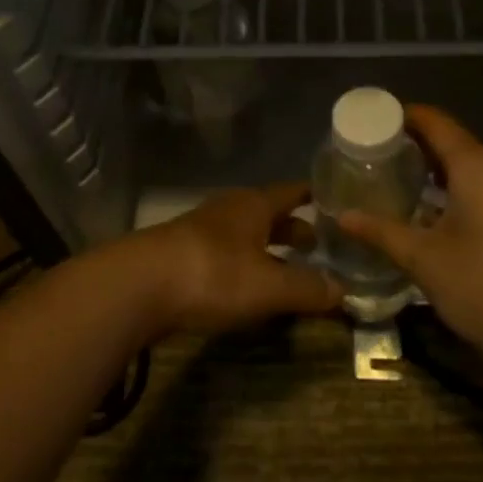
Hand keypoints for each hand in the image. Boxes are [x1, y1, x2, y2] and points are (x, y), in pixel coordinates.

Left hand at [124, 182, 340, 336]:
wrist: (137, 286)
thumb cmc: (213, 274)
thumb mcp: (268, 286)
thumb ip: (307, 288)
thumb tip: (345, 289)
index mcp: (254, 205)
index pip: (291, 192)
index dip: (313, 196)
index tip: (334, 200)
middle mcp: (229, 210)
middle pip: (267, 213)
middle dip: (292, 228)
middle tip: (318, 244)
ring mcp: (201, 230)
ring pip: (244, 234)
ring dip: (266, 247)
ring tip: (286, 266)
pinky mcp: (181, 255)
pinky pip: (224, 254)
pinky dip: (243, 264)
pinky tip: (246, 285)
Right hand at [338, 104, 482, 379]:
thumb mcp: (424, 260)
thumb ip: (381, 231)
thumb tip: (342, 215)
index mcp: (477, 165)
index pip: (433, 121)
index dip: (399, 117)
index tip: (367, 125)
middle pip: (451, 141)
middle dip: (412, 146)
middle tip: (372, 158)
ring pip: (470, 166)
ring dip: (435, 170)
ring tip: (395, 182)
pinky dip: (457, 189)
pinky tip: (433, 212)